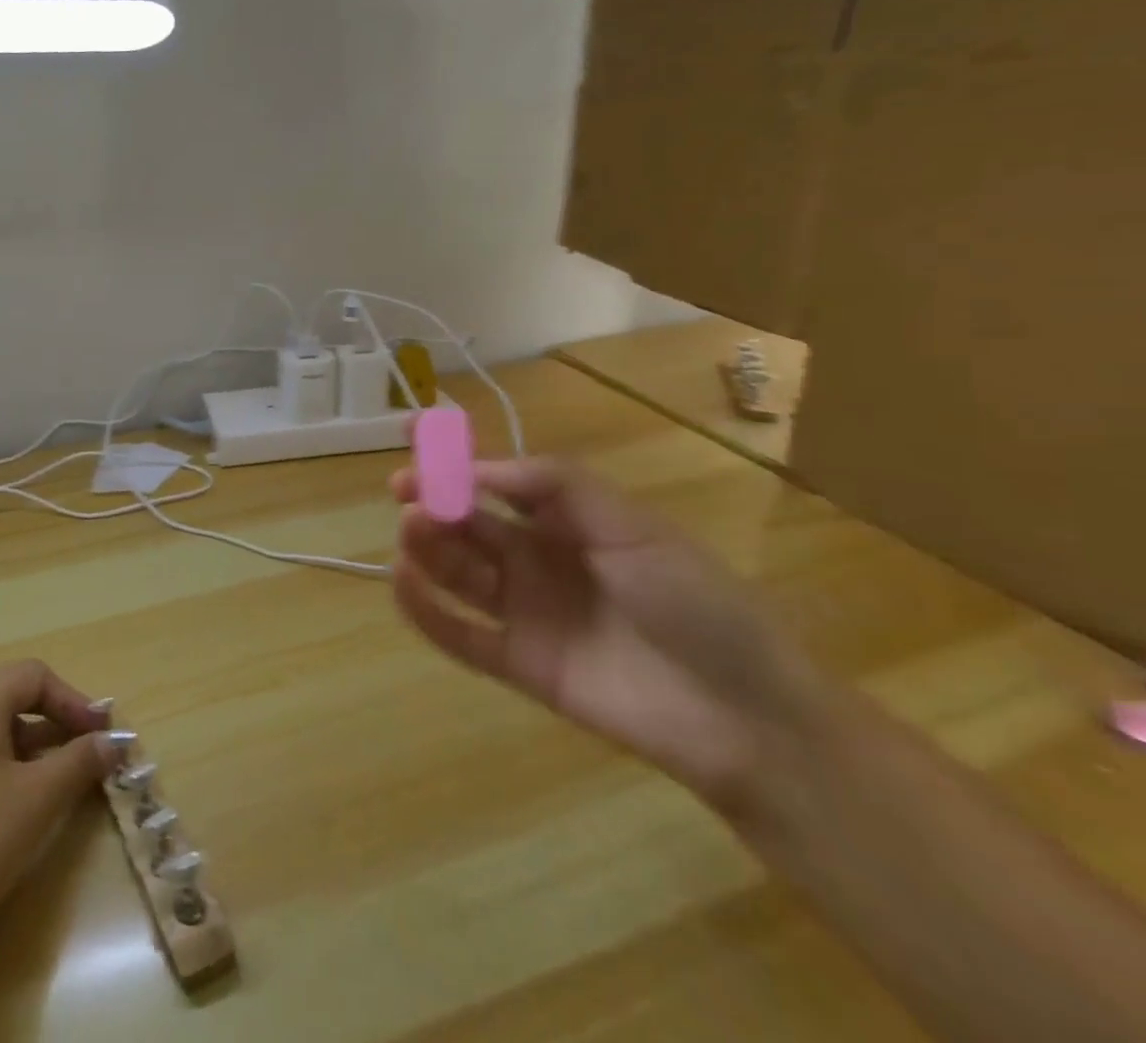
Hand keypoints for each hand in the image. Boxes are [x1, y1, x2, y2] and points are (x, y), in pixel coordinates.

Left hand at [0, 661, 112, 1042]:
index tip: (102, 736)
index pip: (33, 676)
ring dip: (28, 748)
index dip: (74, 701)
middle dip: (53, 723)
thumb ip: (79, 761)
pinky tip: (8, 812)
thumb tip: (112, 741)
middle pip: (9, 696)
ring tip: (54, 788)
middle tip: (84, 758)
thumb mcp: (37, 800)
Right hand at [391, 456, 822, 811]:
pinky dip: (425, 608)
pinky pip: (459, 632)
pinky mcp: (518, 663)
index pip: (497, 478)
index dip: (455, 457)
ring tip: (411, 529)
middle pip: (469, 522)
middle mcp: (538, 558)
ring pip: (458, 569)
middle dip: (434, 500)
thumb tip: (478, 466)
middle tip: (405, 490)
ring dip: (427, 545)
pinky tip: (402, 581)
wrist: (747, 717)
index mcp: (567, 520)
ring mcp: (526, 610)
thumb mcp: (631, 525)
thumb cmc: (696, 601)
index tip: (411, 433)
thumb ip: (555, 486)